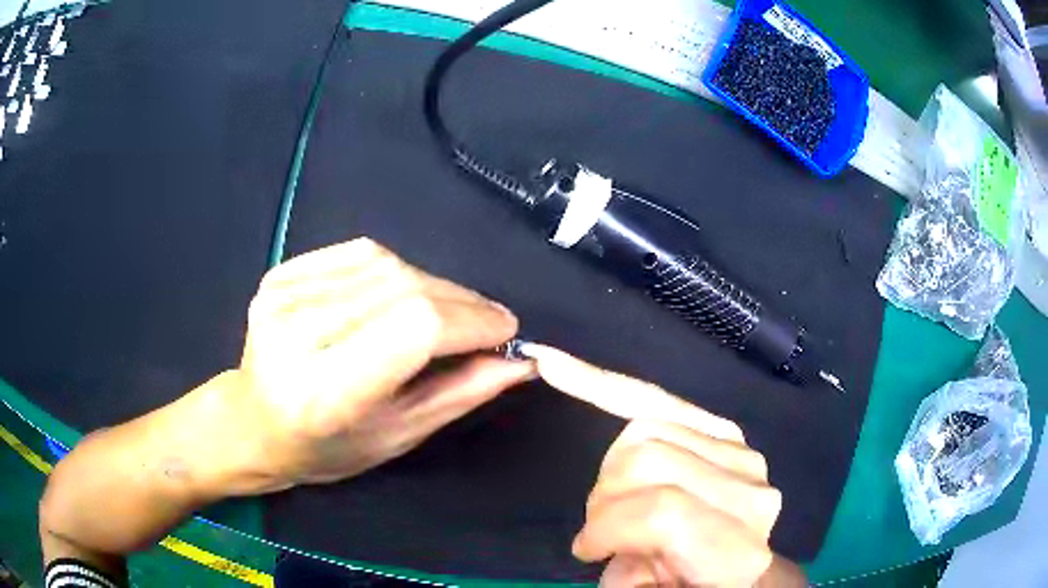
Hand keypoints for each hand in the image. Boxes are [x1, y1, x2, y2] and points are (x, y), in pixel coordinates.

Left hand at [229, 238, 531, 490]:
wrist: (252, 422)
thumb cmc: (325, 448)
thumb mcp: (397, 436)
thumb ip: (459, 394)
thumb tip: (519, 362)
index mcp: (326, 391)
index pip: (415, 328)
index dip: (472, 321)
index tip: (506, 331)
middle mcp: (298, 334)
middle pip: (404, 289)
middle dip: (462, 302)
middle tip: (490, 322)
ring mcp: (283, 296)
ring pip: (385, 265)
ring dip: (434, 285)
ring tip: (451, 311)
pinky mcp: (280, 274)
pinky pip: (357, 253)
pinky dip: (396, 268)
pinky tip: (405, 291)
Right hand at [523, 345, 802, 587]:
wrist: (738, 572)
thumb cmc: (692, 586)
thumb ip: (629, 578)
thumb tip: (598, 542)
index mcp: (735, 546)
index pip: (661, 510)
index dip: (607, 527)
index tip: (586, 549)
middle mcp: (749, 492)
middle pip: (649, 458)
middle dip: (605, 497)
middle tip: (600, 528)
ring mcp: (742, 454)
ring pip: (646, 428)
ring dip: (611, 466)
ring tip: (615, 500)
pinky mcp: (725, 431)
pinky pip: (657, 398)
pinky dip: (603, 385)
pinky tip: (557, 366)